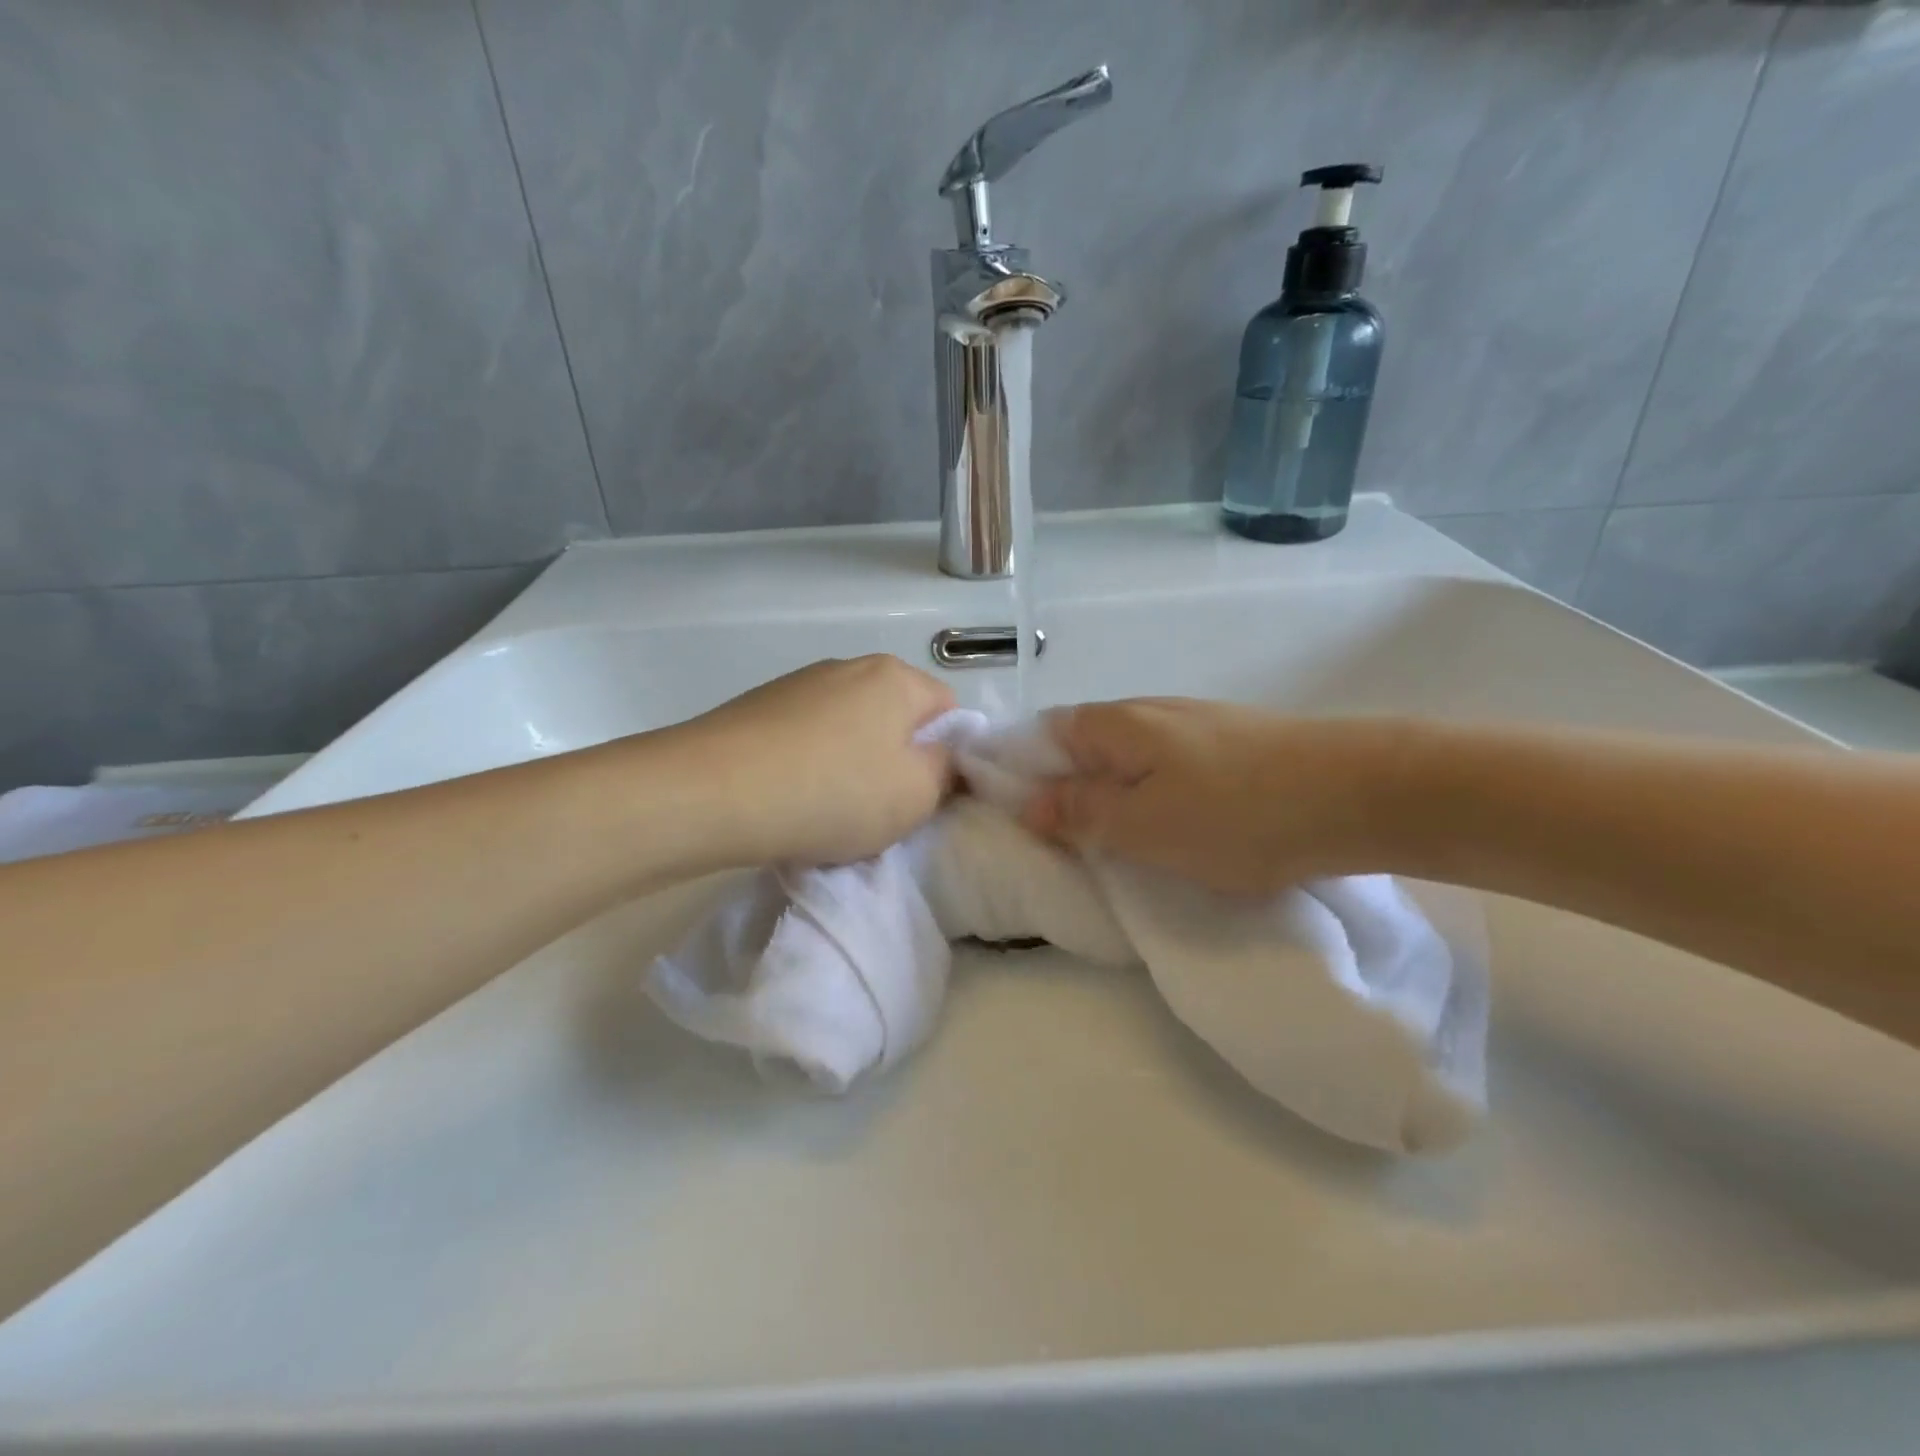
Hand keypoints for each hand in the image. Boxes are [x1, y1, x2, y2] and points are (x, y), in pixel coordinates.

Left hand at [675, 655, 956, 866]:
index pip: (948, 708)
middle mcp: (849, 667)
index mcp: (896, 677)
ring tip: (829, 809)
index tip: (927, 795)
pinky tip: (791, 798)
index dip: (948, 754)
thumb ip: (947, 771)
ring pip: (849, 727)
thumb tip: (946, 756)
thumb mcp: (915, 795)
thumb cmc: (833, 792)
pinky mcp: (759, 705)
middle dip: (898, 759)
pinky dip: (811, 763)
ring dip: (852, 763)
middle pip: (896, 716)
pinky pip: (807, 736)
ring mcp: (799, 683)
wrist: (713, 793)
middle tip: (882, 808)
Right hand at [1022, 698, 1401, 894]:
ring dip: (1115, 793)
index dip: (1022, 770)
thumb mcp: (1142, 825)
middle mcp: (1149, 711)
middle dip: (1069, 787)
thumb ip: (1080, 811)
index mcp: (1115, 723)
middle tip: (1070, 841)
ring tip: (1121, 841)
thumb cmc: (1235, 814)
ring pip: (1130, 757)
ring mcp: (1195, 724)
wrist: (1360, 792)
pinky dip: (1156, 793)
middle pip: (1086, 743)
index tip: (1020, 817)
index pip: (1044, 733)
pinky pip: (1171, 766)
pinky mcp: (1233, 742)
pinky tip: (1177, 824)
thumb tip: (1028, 802)